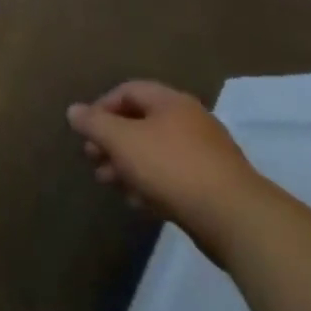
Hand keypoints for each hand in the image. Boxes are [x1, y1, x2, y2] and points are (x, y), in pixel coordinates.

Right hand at [67, 81, 266, 259]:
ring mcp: (206, 154)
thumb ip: (94, 123)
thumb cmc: (172, 167)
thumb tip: (73, 110)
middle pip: (140, 122)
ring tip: (109, 183)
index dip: (101, 107)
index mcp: (171, 102)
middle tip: (92, 159)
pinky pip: (173, 176)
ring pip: (155, 152)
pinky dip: (151, 183)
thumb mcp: (121, 141)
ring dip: (127, 164)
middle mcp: (190, 121)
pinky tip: (139, 202)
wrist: (236, 219)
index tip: (86, 131)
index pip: (128, 91)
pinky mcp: (214, 186)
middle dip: (112, 141)